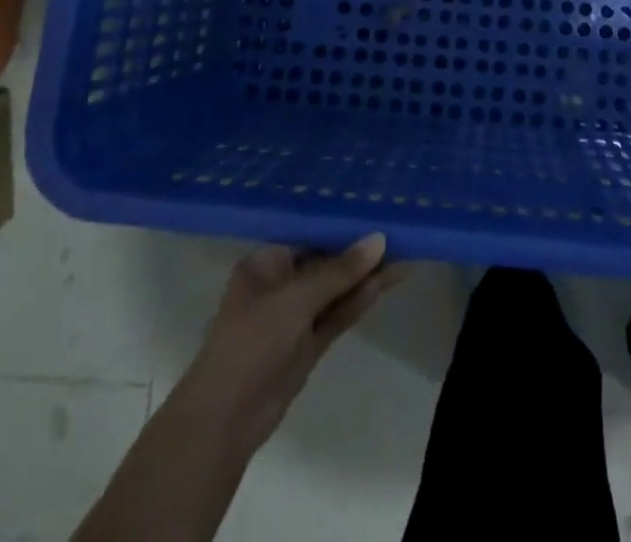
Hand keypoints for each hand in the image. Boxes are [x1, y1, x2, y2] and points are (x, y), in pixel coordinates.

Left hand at [180, 235, 405, 452]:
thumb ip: (340, 271)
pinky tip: (387, 283)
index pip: (310, 232)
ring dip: (366, 275)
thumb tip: (380, 240)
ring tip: (405, 253)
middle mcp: (281, 283)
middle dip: (360, 250)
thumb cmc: (252, 343)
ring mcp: (295, 316)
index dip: (342, 222)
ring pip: (337, 289)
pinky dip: (359, 300)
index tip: (376, 208)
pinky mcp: (308, 344)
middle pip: (327, 260)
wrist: (224, 421)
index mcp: (267, 262)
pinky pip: (338, 314)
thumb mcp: (296, 299)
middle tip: (399, 231)